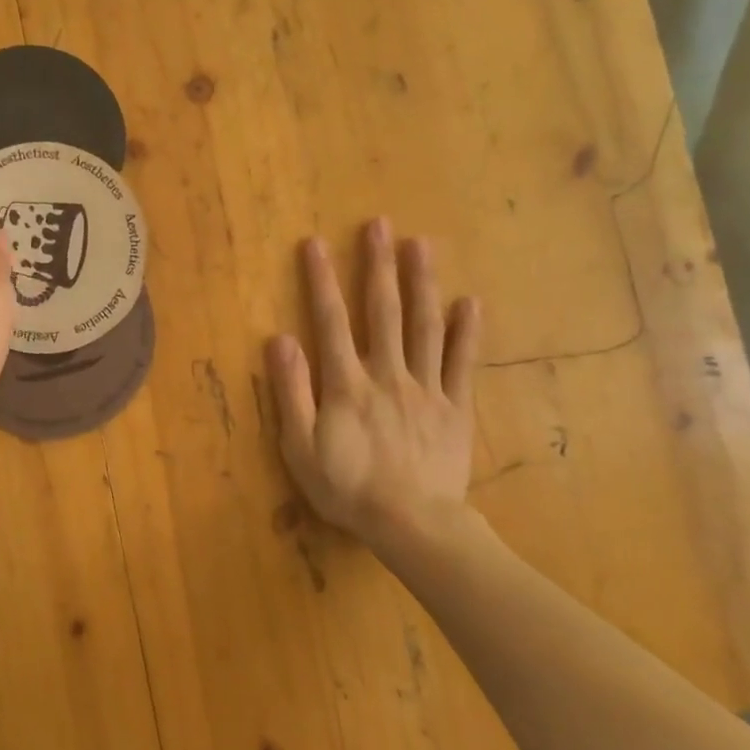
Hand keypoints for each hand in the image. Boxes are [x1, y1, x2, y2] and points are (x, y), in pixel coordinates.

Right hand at [266, 219, 486, 558]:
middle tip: (378, 224)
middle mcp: (387, 374)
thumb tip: (280, 339)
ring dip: (421, 283)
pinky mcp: (455, 407)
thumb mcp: (300, 447)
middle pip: (382, 311)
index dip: (321, 281)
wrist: (412, 525)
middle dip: (378, 266)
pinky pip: (460, 364)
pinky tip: (470, 302)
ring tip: (421, 244)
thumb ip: (291, 392)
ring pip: (423, 326)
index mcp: (346, 384)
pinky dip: (466, 332)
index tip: (315, 243)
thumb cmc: (348, 488)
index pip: (330, 321)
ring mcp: (426, 388)